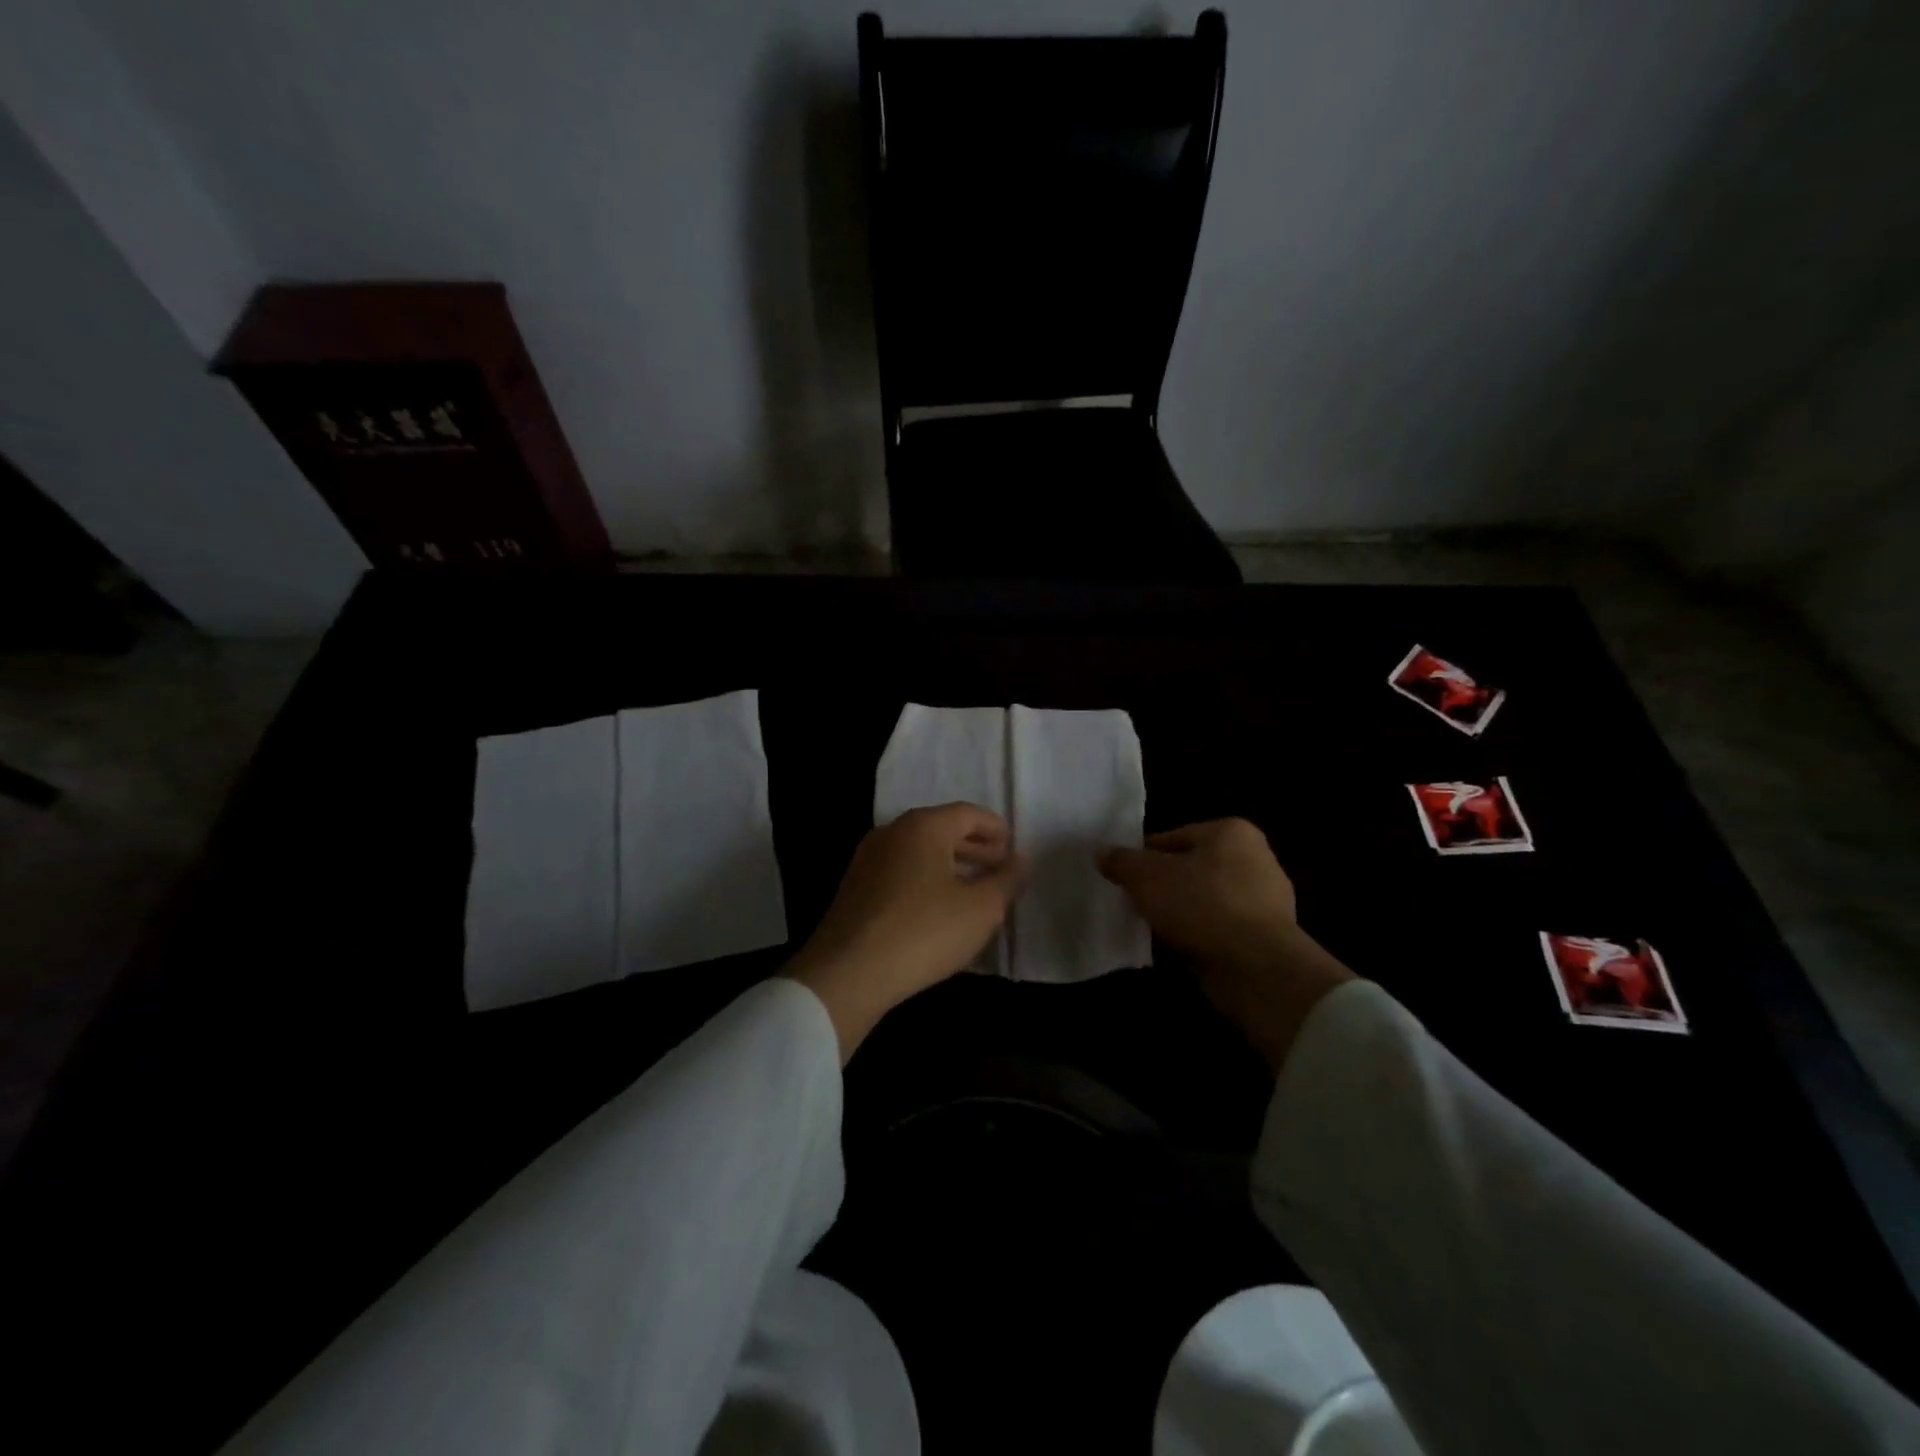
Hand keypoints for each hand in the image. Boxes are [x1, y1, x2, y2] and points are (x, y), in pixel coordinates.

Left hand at [787, 803, 1024, 1060]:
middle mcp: (892, 832)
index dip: (996, 829)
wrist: (848, 972)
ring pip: (920, 853)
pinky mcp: (855, 889)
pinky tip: (940, 912)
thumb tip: (1020, 861)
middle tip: (1000, 870)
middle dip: (975, 848)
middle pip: (942, 830)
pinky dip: (927, 882)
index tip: (1014, 850)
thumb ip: (1006, 880)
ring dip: (952, 867)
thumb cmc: (924, 931)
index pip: (968, 814)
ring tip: (975, 893)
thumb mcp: (980, 909)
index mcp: (923, 826)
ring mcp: (868, 860)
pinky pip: (901, 874)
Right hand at [1099, 818, 1352, 1070]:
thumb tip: (1103, 854)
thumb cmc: (1201, 905)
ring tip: (1155, 930)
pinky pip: (1221, 929)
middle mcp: (1256, 857)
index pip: (1172, 838)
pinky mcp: (1269, 936)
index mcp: (1232, 831)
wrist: (1258, 968)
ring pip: (1205, 900)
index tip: (1125, 881)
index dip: (1143, 859)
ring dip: (1182, 914)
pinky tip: (1181, 949)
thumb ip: (1122, 862)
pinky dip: (1201, 936)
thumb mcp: (1147, 877)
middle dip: (1164, 887)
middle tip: (1136, 906)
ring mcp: (1267, 899)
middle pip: (1191, 868)